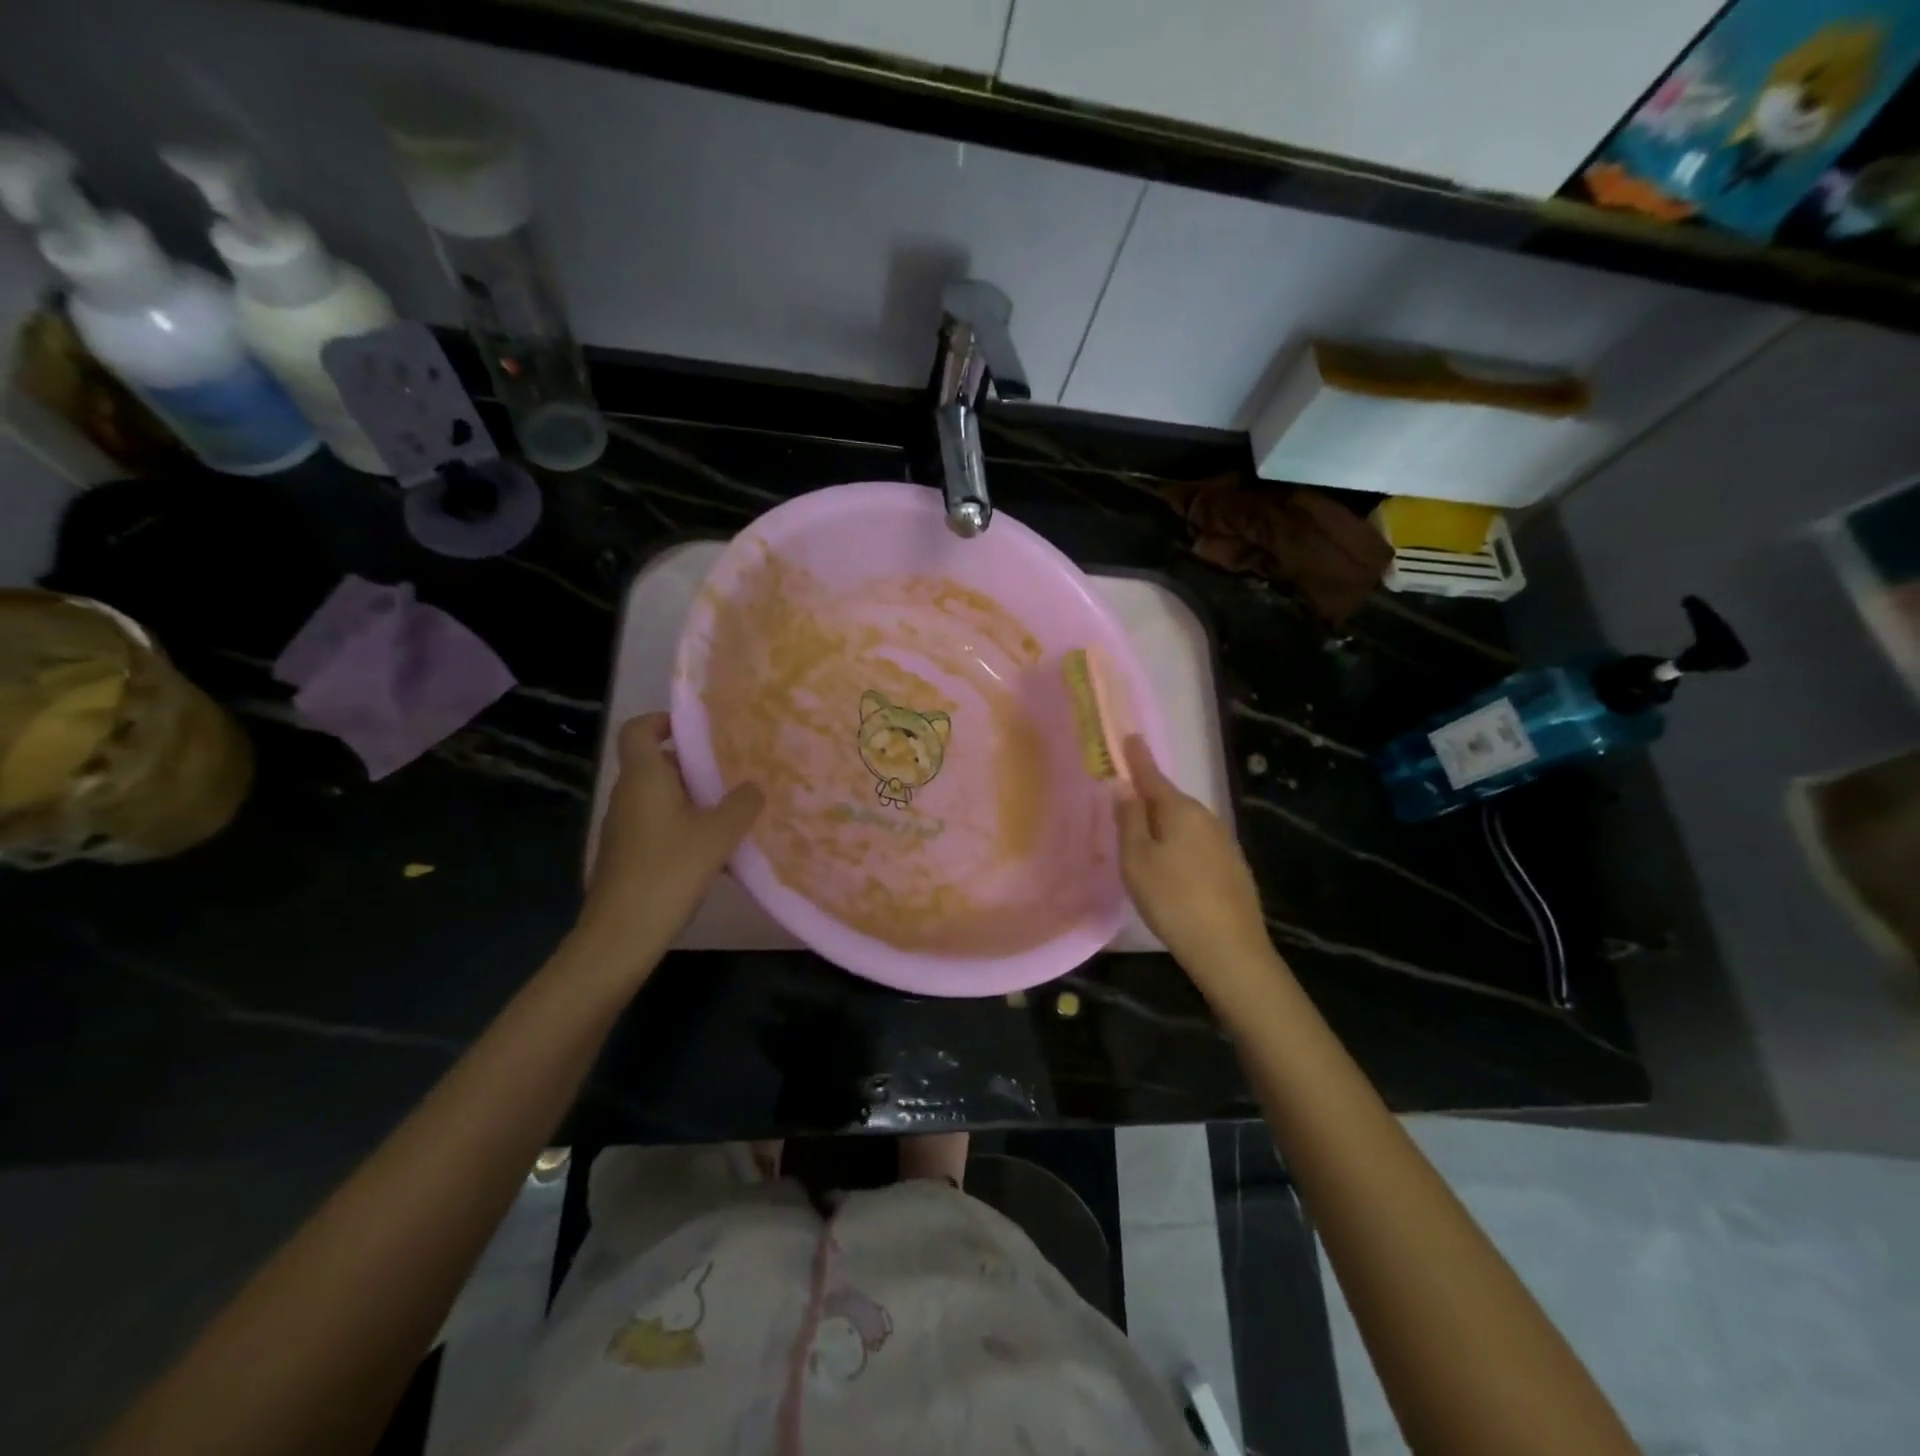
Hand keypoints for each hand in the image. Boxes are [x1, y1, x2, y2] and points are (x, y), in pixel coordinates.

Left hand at [577, 713, 763, 970]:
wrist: (622, 933)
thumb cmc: (669, 871)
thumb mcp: (718, 835)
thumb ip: (742, 804)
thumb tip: (753, 786)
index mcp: (644, 778)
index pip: (638, 729)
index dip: (663, 721)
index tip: (698, 730)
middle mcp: (627, 795)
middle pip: (655, 763)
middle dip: (692, 764)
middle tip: (731, 772)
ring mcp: (623, 827)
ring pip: (659, 797)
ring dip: (691, 798)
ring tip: (730, 810)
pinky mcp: (627, 854)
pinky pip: (657, 825)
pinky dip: (683, 826)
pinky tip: (713, 850)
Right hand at [1116, 736, 1273, 990]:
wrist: (1230, 949)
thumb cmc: (1172, 899)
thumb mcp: (1137, 859)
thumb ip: (1129, 820)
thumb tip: (1124, 786)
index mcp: (1180, 810)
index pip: (1152, 775)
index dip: (1138, 757)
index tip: (1130, 736)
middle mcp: (1206, 818)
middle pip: (1169, 800)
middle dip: (1148, 798)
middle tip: (1124, 804)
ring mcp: (1223, 842)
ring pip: (1184, 824)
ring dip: (1164, 826)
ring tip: (1143, 842)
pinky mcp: (1232, 867)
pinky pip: (1197, 844)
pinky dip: (1180, 846)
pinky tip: (1172, 869)